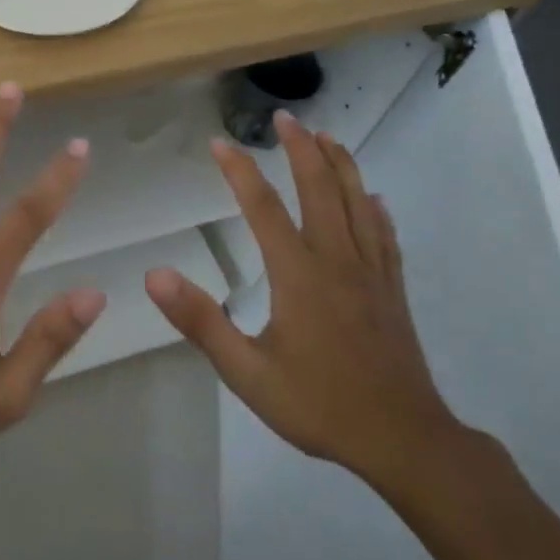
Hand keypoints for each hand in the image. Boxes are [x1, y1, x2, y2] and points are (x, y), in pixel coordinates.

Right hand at [145, 111, 464, 487]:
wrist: (405, 441)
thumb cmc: (320, 406)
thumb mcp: (248, 372)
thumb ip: (201, 322)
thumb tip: (155, 275)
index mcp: (299, 275)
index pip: (263, 207)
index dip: (238, 171)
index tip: (219, 142)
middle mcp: (337, 260)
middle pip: (320, 189)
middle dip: (301, 149)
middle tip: (284, 118)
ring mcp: (372, 272)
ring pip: (357, 202)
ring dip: (340, 164)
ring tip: (326, 136)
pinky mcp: (392, 290)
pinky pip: (384, 235)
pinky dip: (374, 208)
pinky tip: (373, 197)